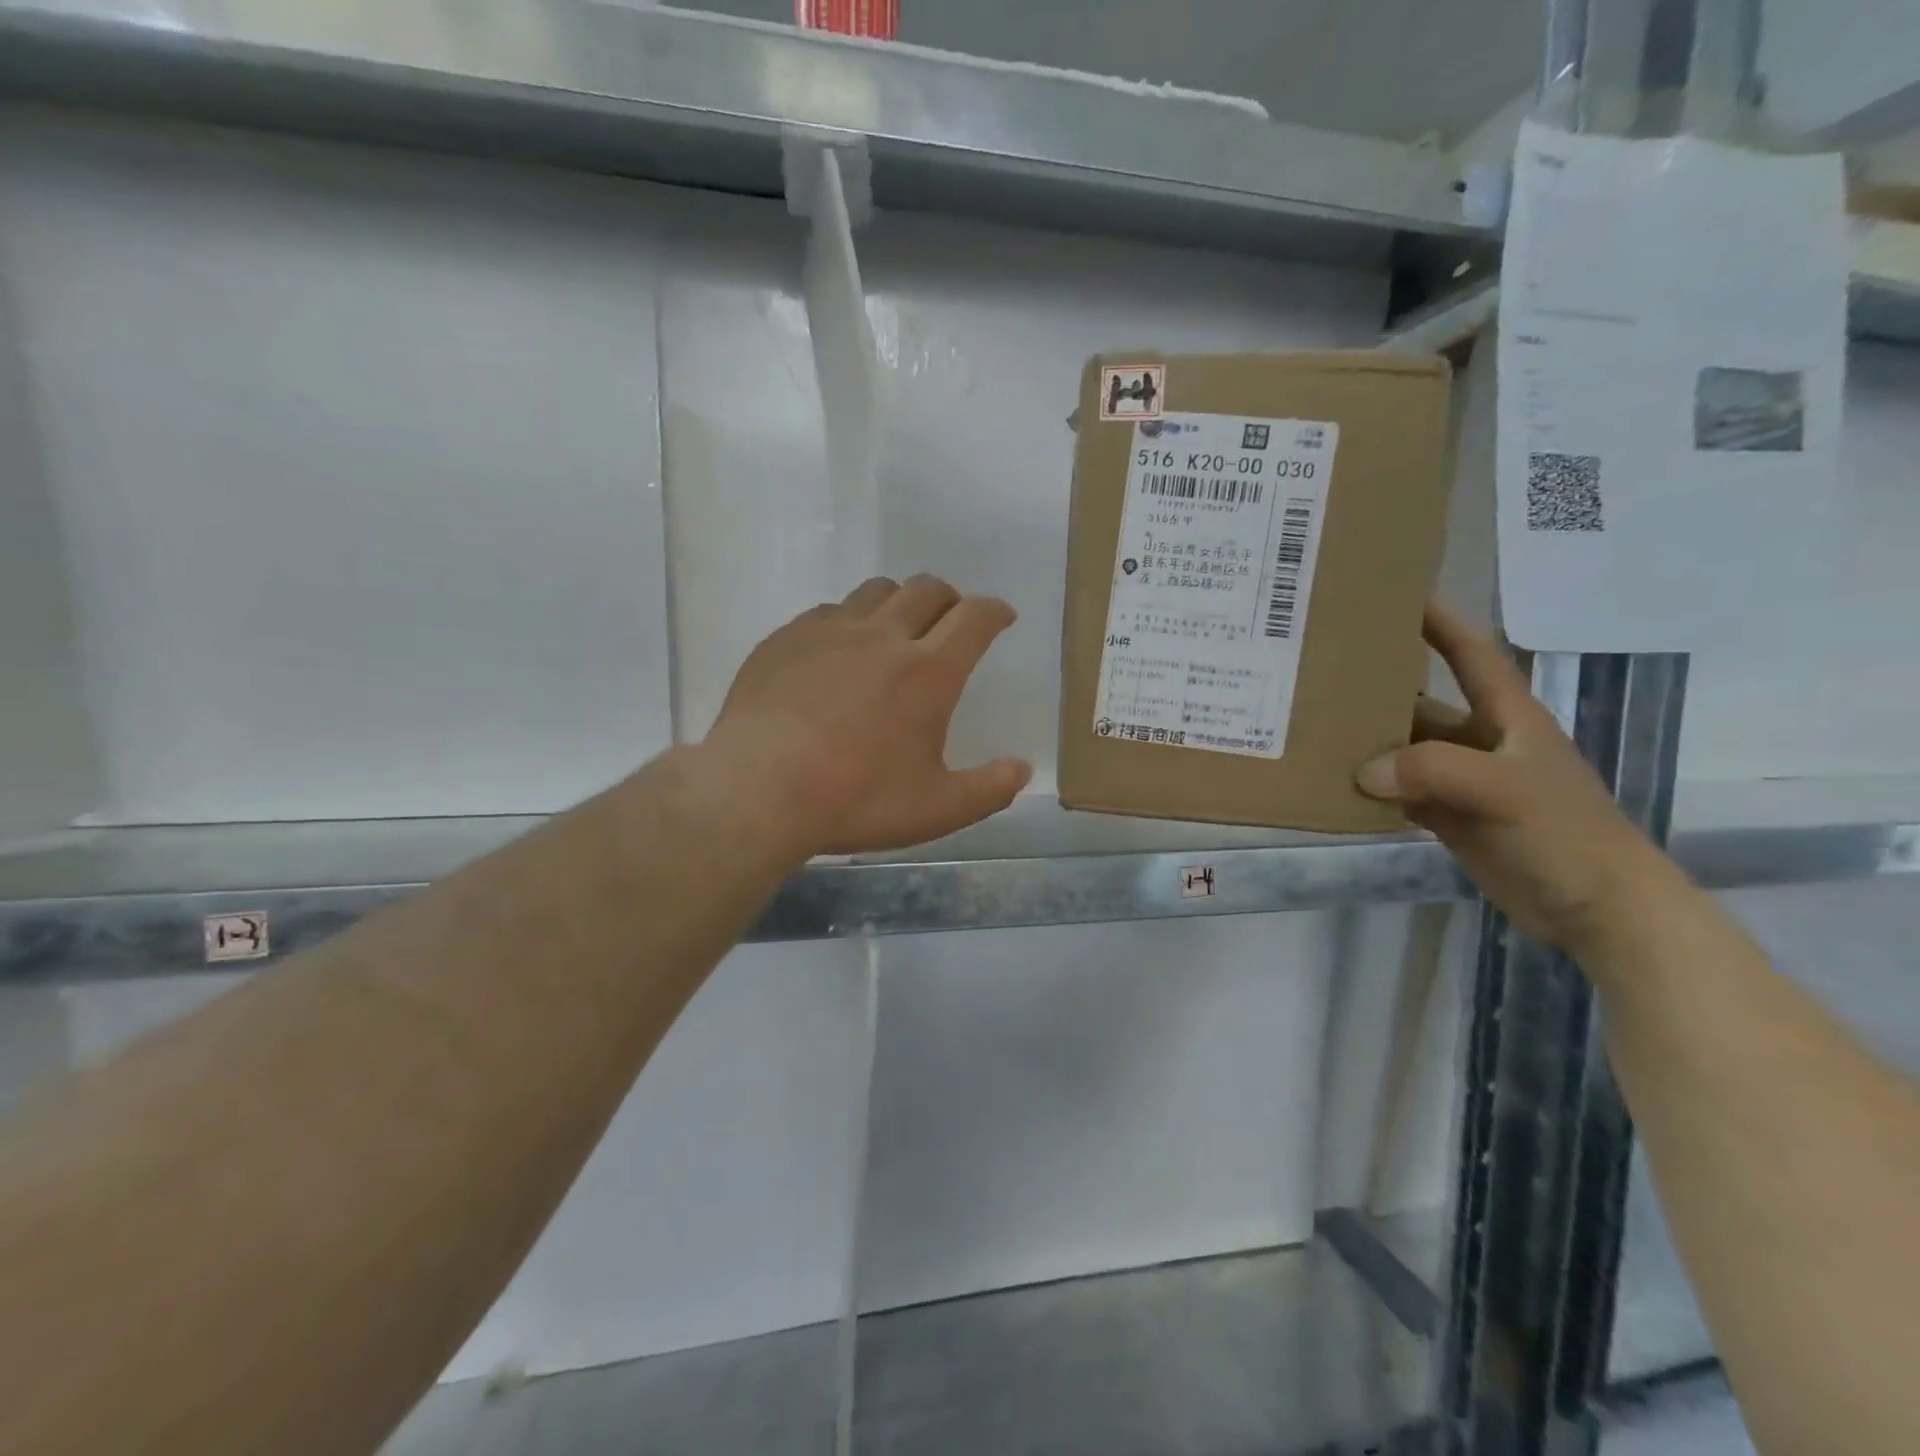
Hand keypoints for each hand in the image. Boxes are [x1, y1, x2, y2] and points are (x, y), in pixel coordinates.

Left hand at [705, 575, 1031, 857]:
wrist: (758, 790)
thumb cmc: (855, 799)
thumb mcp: (936, 809)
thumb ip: (988, 790)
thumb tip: (1022, 769)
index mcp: (928, 672)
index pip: (974, 618)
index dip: (994, 611)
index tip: (1002, 616)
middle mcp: (883, 637)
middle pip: (926, 589)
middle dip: (950, 598)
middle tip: (952, 619)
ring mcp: (829, 631)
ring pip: (876, 591)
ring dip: (899, 601)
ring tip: (896, 628)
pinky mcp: (787, 638)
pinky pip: (828, 611)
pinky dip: (848, 621)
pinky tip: (838, 652)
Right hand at [1354, 603, 1683, 954]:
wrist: (1598, 909)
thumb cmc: (1564, 833)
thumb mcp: (1504, 789)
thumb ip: (1432, 770)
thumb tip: (1363, 771)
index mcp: (1507, 717)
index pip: (1472, 655)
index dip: (1440, 622)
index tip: (1396, 596)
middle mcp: (1481, 742)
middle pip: (1423, 704)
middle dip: (1380, 689)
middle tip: (1323, 674)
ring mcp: (1464, 782)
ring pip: (1406, 752)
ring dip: (1369, 745)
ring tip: (1314, 731)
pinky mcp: (1451, 818)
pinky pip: (1401, 793)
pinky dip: (1372, 790)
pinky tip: (1336, 786)